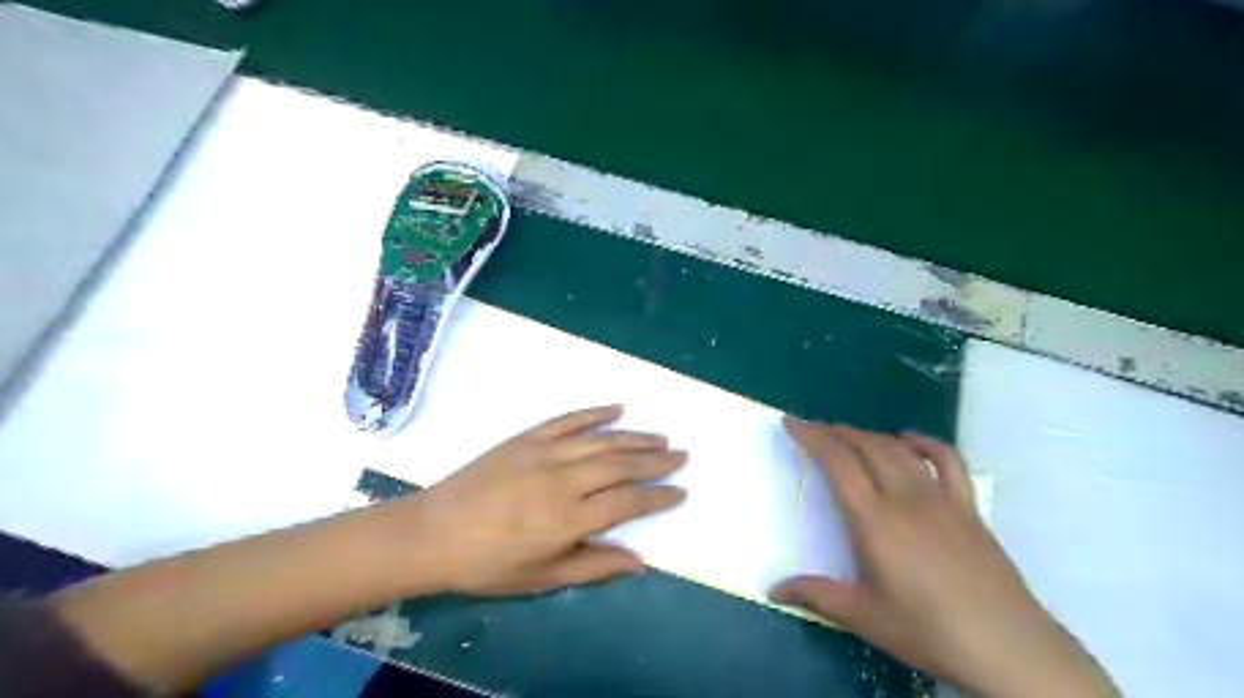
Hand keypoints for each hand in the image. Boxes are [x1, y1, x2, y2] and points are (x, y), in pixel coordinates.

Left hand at [397, 406, 684, 595]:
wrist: (433, 533)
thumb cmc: (488, 564)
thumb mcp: (542, 578)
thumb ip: (593, 567)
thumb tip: (639, 562)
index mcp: (569, 519)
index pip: (628, 501)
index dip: (658, 497)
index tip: (680, 492)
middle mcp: (563, 479)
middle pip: (622, 464)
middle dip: (657, 461)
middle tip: (682, 455)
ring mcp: (544, 452)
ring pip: (602, 439)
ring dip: (635, 437)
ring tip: (661, 437)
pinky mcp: (526, 437)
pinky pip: (568, 419)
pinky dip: (595, 412)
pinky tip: (618, 408)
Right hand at [769, 417, 1117, 697]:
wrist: (1009, 649)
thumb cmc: (928, 630)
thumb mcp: (863, 616)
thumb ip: (816, 595)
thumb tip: (775, 589)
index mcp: (875, 520)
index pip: (837, 463)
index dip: (812, 437)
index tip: (792, 422)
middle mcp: (906, 497)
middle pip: (868, 446)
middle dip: (837, 432)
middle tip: (816, 430)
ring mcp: (941, 498)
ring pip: (900, 449)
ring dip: (871, 435)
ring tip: (851, 436)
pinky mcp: (968, 507)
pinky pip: (947, 461)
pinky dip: (925, 443)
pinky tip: (911, 443)